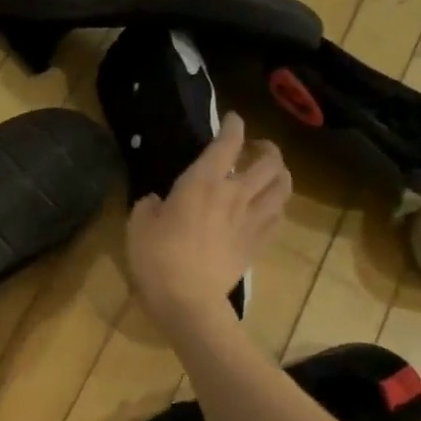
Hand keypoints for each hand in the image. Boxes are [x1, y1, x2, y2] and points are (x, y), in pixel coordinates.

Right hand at [128, 113, 289, 332]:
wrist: (187, 300)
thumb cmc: (157, 258)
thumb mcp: (138, 225)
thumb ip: (150, 205)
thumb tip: (158, 201)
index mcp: (203, 182)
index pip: (227, 142)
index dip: (233, 125)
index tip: (233, 119)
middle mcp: (235, 193)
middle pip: (269, 160)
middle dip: (266, 148)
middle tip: (255, 149)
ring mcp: (251, 219)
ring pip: (283, 186)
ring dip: (280, 174)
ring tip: (271, 174)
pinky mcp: (258, 244)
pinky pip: (278, 217)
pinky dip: (277, 206)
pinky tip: (269, 208)